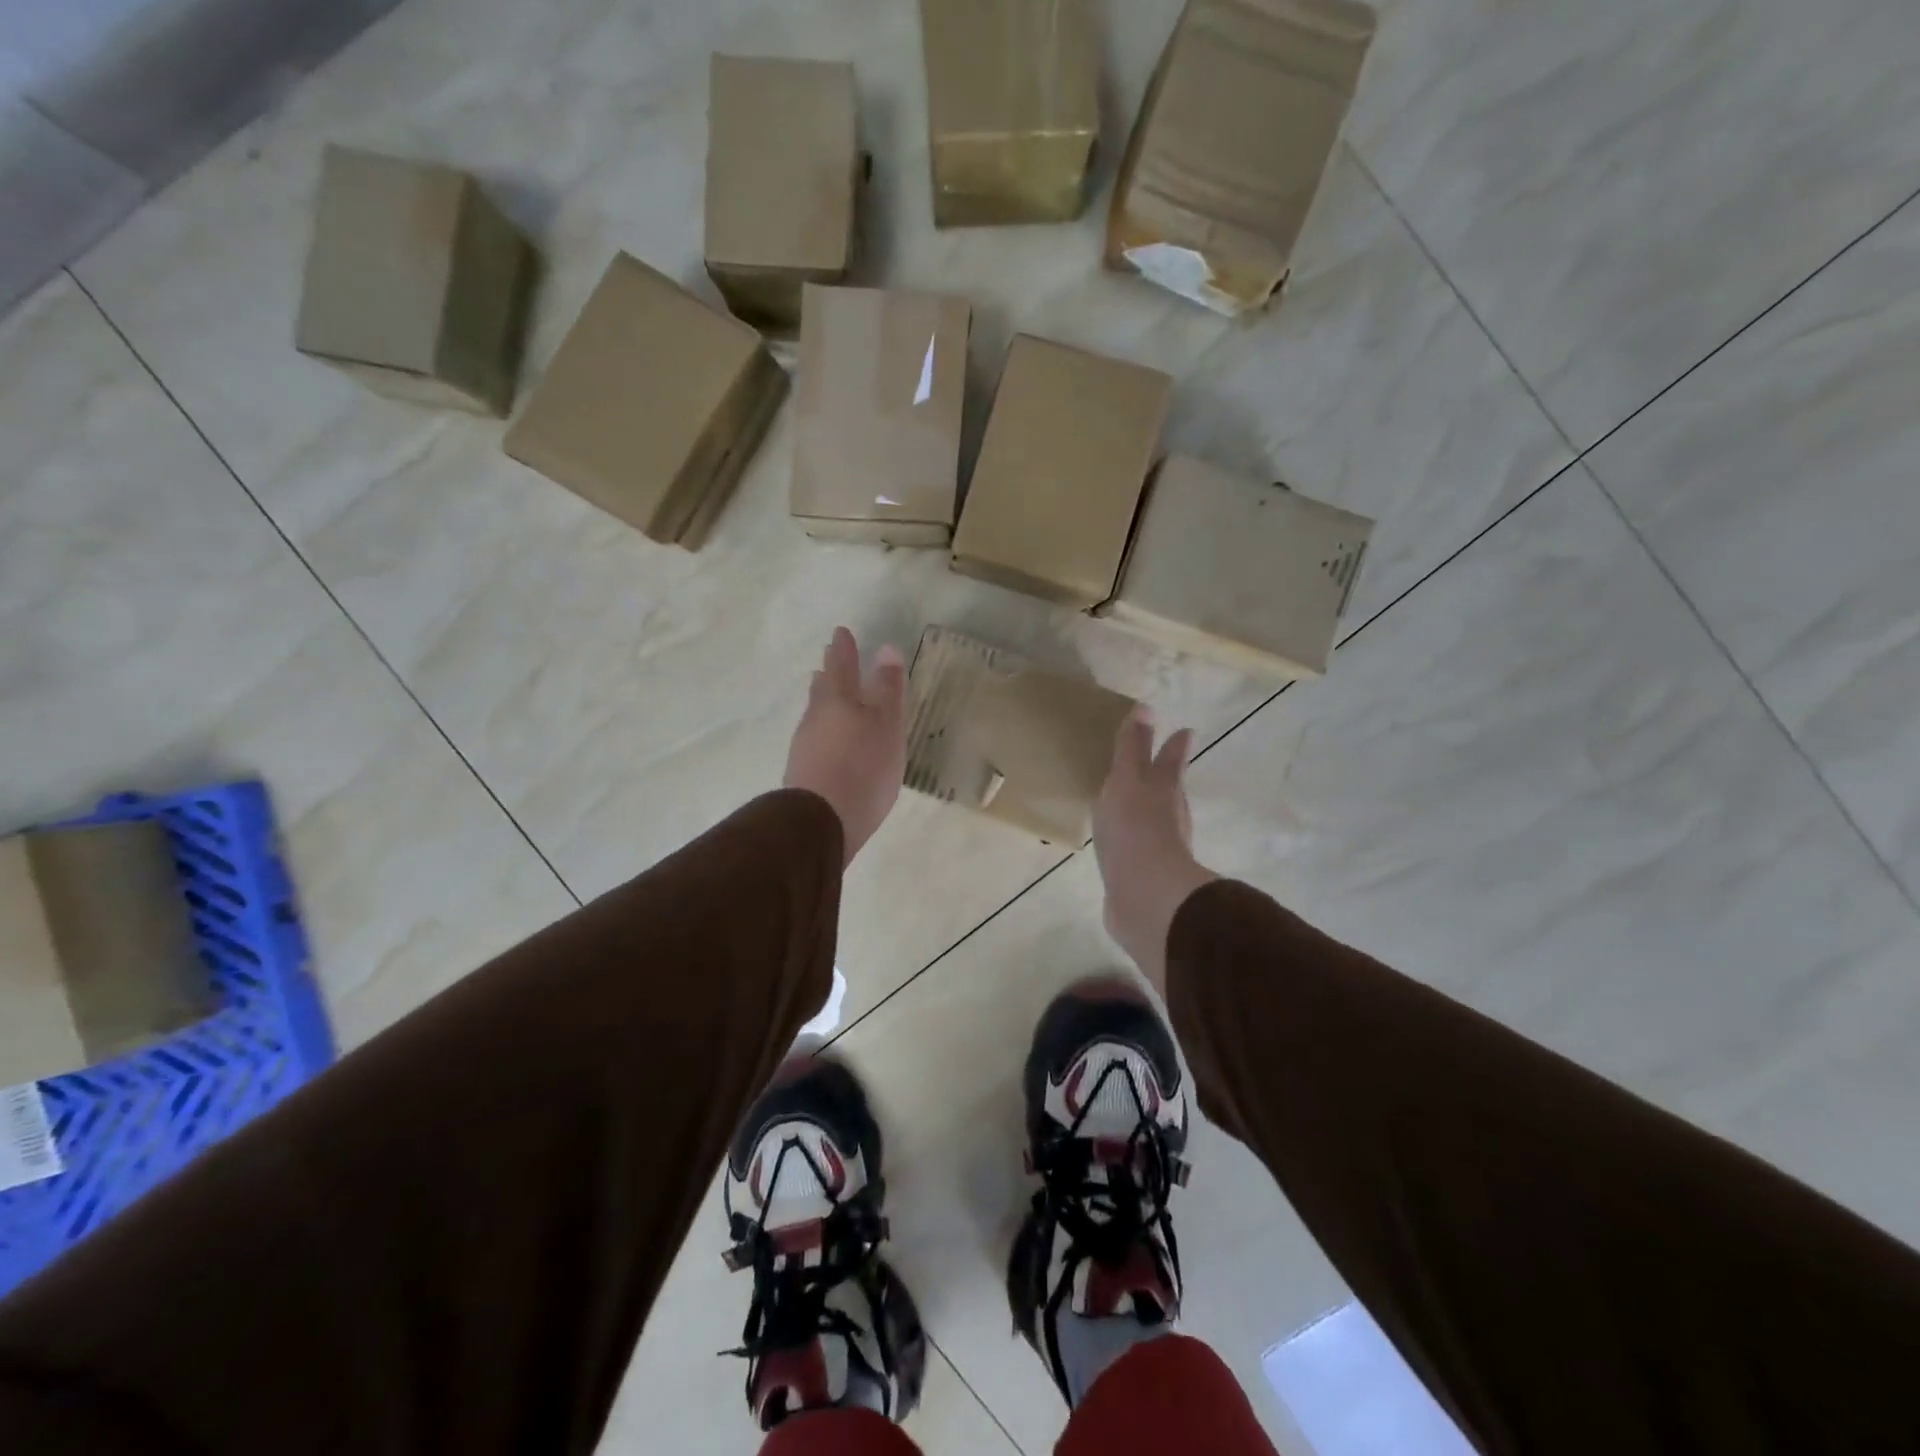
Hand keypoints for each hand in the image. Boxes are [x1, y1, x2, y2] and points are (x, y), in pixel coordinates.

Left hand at [784, 628, 907, 866]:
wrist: (821, 822)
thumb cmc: (862, 766)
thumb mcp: (885, 724)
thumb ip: (887, 689)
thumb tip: (886, 648)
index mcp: (837, 700)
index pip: (841, 666)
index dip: (844, 649)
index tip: (841, 632)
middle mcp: (816, 718)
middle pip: (822, 689)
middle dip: (829, 673)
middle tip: (829, 659)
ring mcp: (806, 747)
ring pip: (816, 714)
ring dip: (824, 701)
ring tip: (828, 694)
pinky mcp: (804, 774)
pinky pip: (815, 739)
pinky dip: (824, 730)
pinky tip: (830, 741)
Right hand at [1092, 706, 1216, 996]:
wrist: (1144, 894)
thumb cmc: (1135, 828)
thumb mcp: (1128, 779)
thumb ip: (1133, 748)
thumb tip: (1146, 707)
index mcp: (1164, 790)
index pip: (1171, 761)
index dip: (1175, 746)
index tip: (1186, 731)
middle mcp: (1168, 817)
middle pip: (1169, 791)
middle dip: (1166, 778)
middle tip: (1159, 767)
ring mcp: (1159, 849)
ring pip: (1155, 821)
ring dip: (1147, 811)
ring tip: (1131, 804)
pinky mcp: (1144, 876)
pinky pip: (1136, 851)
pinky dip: (1131, 843)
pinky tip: (1118, 847)